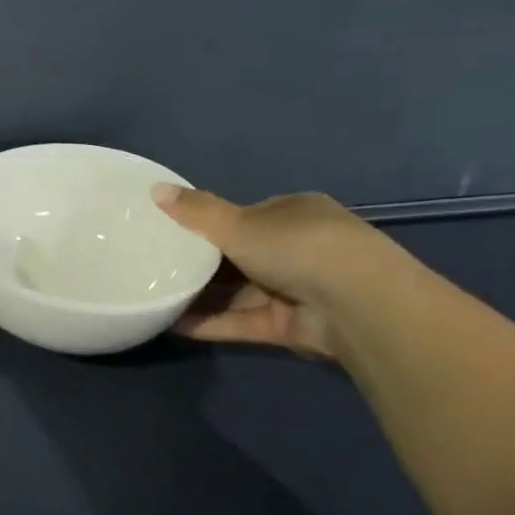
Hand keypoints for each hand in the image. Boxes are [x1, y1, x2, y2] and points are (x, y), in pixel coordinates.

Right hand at [152, 186, 401, 359]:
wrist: (360, 306)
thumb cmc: (298, 247)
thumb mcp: (237, 223)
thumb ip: (196, 211)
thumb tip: (154, 189)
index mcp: (294, 213)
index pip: (246, 216)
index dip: (209, 224)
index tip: (171, 233)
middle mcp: (300, 249)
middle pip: (240, 256)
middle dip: (200, 264)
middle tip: (155, 266)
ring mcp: (299, 290)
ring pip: (239, 292)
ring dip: (201, 296)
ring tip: (154, 297)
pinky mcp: (293, 326)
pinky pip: (244, 321)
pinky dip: (212, 322)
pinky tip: (172, 324)